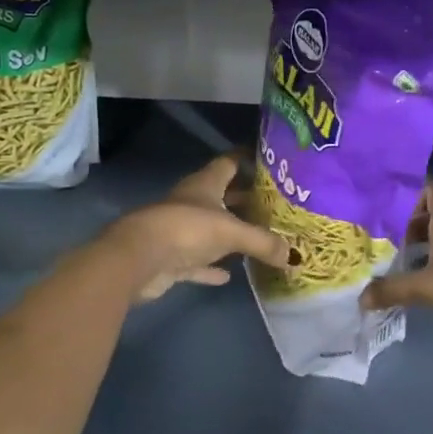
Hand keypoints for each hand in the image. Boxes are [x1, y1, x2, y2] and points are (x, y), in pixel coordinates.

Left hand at [97, 155, 290, 302]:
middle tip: (274, 205)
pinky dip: (211, 266)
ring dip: (229, 233)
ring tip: (258, 237)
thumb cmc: (187, 229)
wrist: (137, 258)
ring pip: (210, 228)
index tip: (270, 161)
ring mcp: (179, 230)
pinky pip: (197, 261)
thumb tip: (295, 255)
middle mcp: (192, 201)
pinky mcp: (171, 258)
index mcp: (206, 184)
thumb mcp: (232, 233)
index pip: (229, 162)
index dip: (247, 159)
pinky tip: (228, 274)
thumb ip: (263, 242)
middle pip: (222, 195)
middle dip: (245, 198)